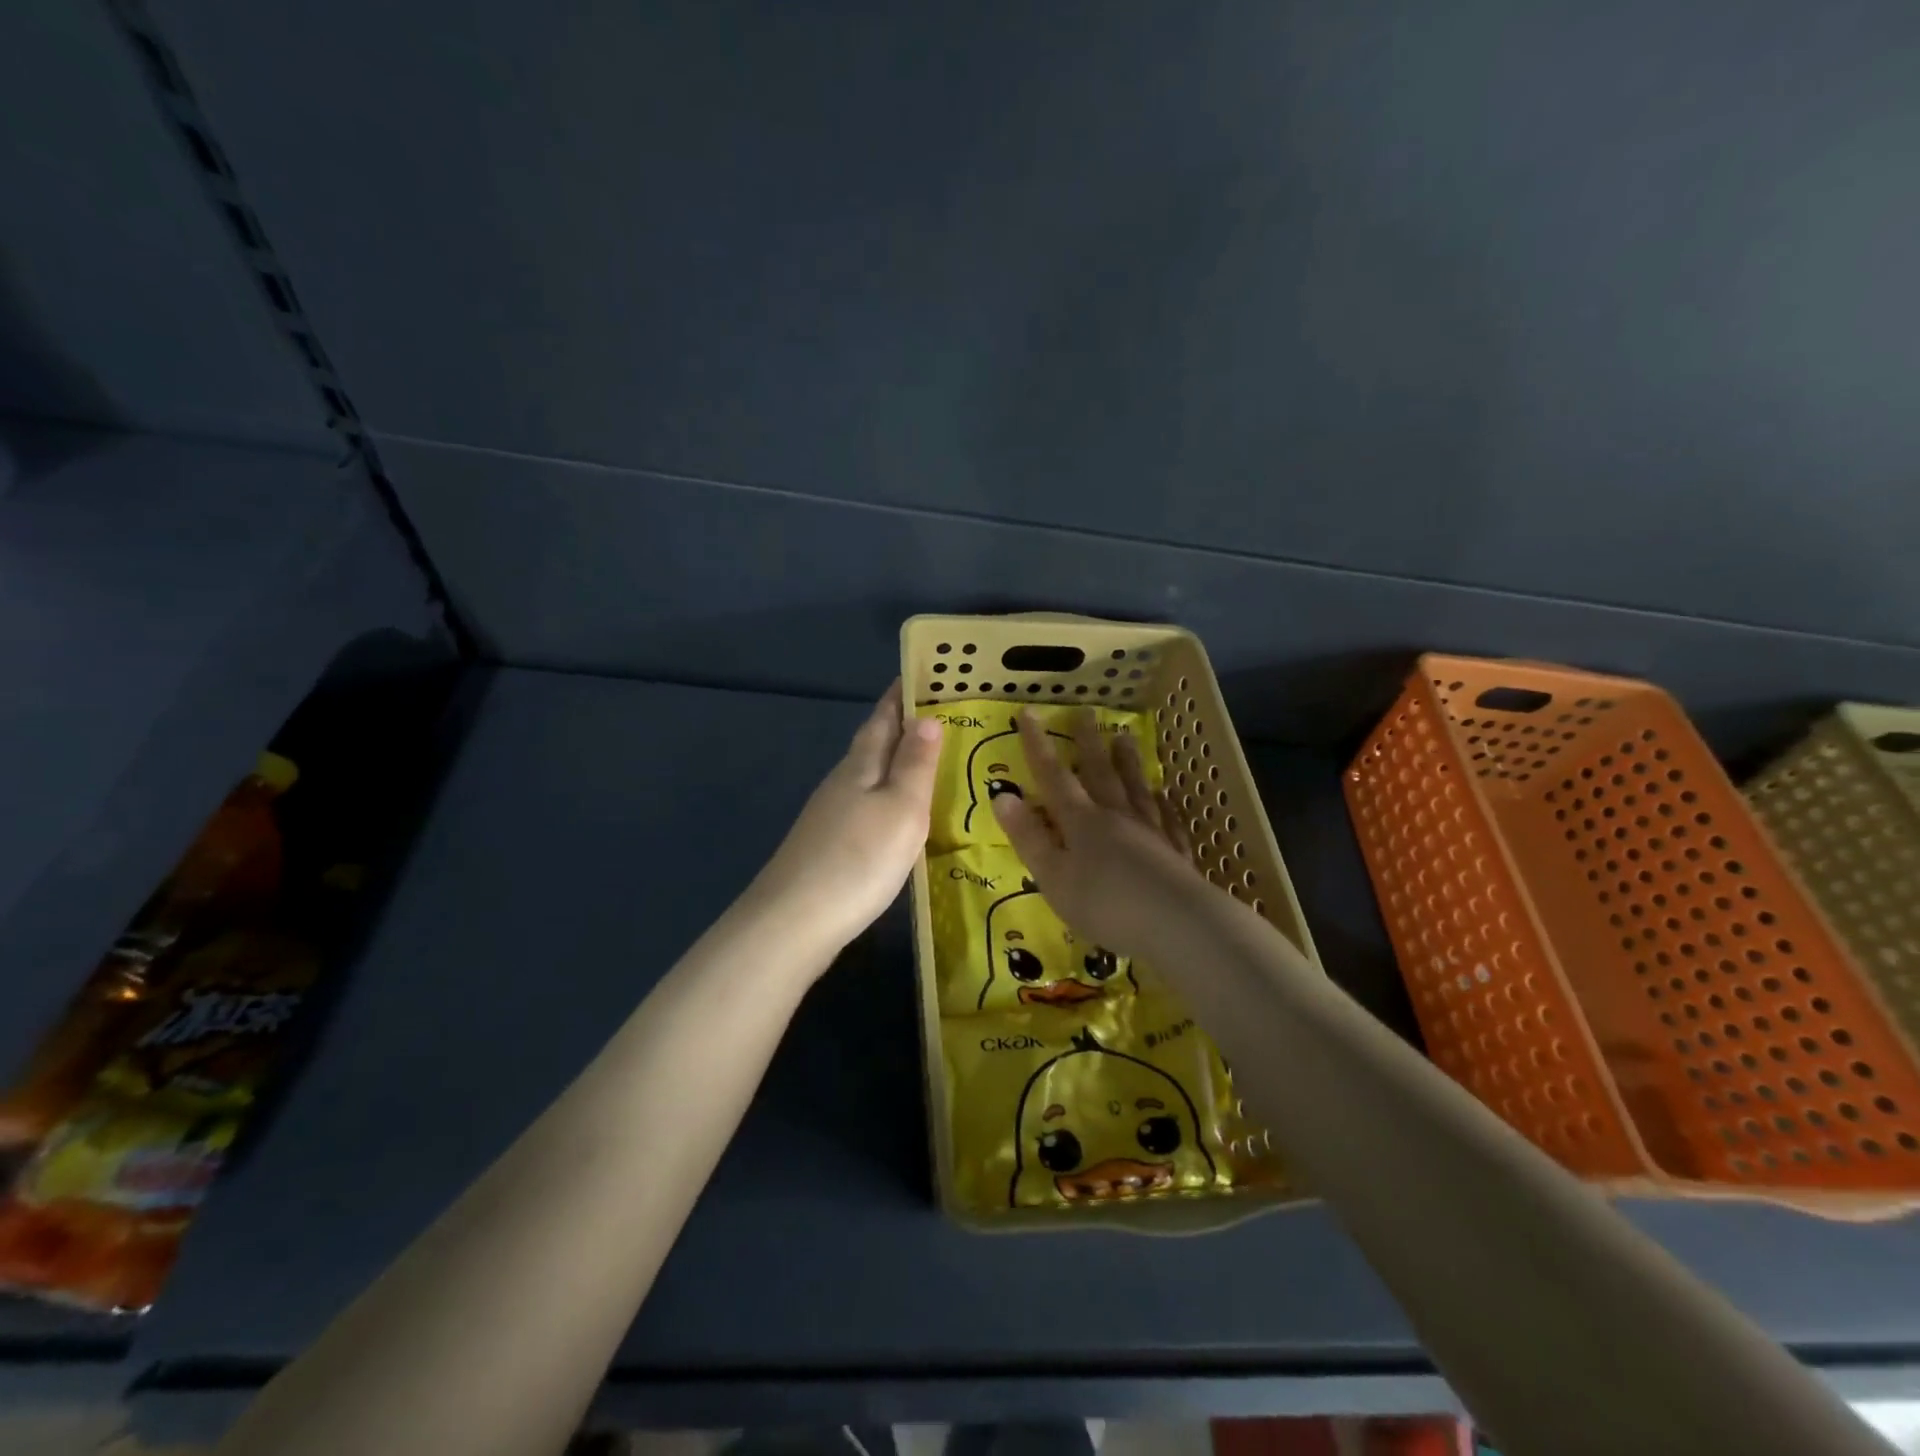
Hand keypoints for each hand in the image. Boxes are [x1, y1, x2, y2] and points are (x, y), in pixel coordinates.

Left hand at [750, 681, 941, 955]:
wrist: (794, 922)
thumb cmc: (858, 858)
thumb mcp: (901, 808)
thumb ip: (915, 764)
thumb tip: (926, 717)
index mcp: (860, 765)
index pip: (883, 717)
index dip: (902, 695)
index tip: (924, 674)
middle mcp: (841, 782)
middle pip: (873, 744)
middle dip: (902, 726)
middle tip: (941, 716)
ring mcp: (830, 816)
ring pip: (867, 776)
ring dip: (895, 764)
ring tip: (929, 762)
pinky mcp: (828, 846)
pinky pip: (864, 807)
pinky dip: (886, 799)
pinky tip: (898, 816)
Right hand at [991, 709, 1208, 958]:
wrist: (1177, 924)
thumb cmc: (1105, 904)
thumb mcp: (1053, 876)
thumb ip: (1029, 836)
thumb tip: (1002, 795)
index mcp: (1081, 822)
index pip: (1053, 776)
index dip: (1038, 745)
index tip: (1028, 713)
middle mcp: (1116, 817)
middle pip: (1100, 772)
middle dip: (1088, 742)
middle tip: (1086, 711)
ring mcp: (1151, 831)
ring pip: (1135, 788)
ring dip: (1127, 762)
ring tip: (1124, 737)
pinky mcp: (1176, 852)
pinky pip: (1168, 819)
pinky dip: (1164, 803)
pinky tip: (1165, 794)